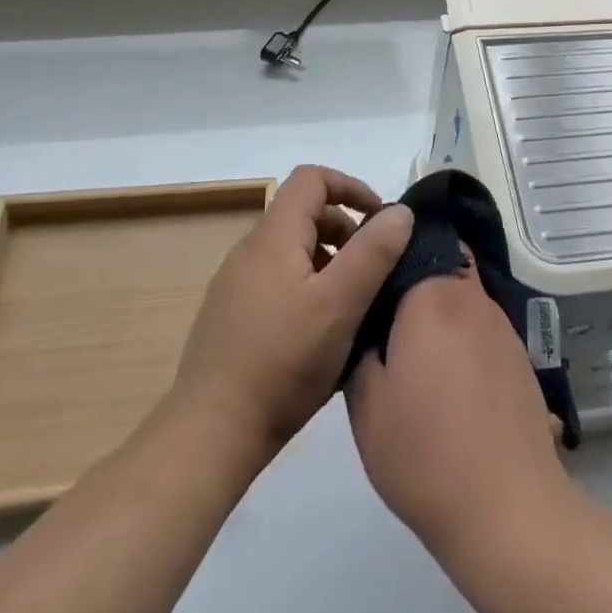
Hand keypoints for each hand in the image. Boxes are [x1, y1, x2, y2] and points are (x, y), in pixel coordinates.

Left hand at [170, 165, 412, 463]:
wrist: (211, 433)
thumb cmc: (283, 362)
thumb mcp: (341, 304)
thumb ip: (373, 252)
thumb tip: (400, 211)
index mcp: (273, 236)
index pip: (312, 179)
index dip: (351, 187)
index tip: (380, 221)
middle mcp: (249, 250)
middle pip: (303, 213)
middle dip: (345, 229)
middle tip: (372, 270)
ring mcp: (235, 284)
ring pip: (292, 250)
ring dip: (328, 260)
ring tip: (351, 303)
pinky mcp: (230, 316)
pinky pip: (277, 279)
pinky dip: (307, 285)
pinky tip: (320, 331)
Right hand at [346, 256, 571, 557]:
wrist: (507, 507)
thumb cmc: (424, 453)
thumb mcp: (365, 404)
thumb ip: (360, 348)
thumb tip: (368, 323)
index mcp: (434, 297)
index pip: (414, 241)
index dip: (390, 250)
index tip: (367, 271)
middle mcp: (473, 298)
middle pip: (444, 263)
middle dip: (414, 278)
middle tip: (384, 312)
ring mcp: (502, 326)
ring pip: (463, 296)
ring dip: (440, 309)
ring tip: (413, 350)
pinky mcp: (519, 357)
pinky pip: (482, 327)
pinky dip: (462, 336)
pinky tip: (448, 380)